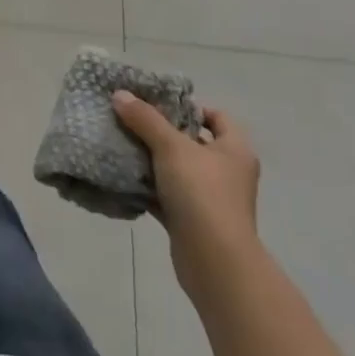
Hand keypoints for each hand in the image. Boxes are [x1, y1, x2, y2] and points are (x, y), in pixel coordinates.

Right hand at [113, 91, 261, 300]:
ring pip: (177, 170)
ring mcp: (211, 198)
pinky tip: (123, 177)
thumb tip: (120, 95)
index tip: (157, 104)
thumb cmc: (202, 193)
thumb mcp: (171, 147)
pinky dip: (148, 187)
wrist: (214, 261)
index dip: (189, 107)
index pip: (217, 117)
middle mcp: (227, 172)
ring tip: (120, 144)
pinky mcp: (193, 220)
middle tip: (130, 120)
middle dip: (161, 132)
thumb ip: (145, 119)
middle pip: (192, 142)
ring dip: (151, 160)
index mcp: (234, 150)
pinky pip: (167, 195)